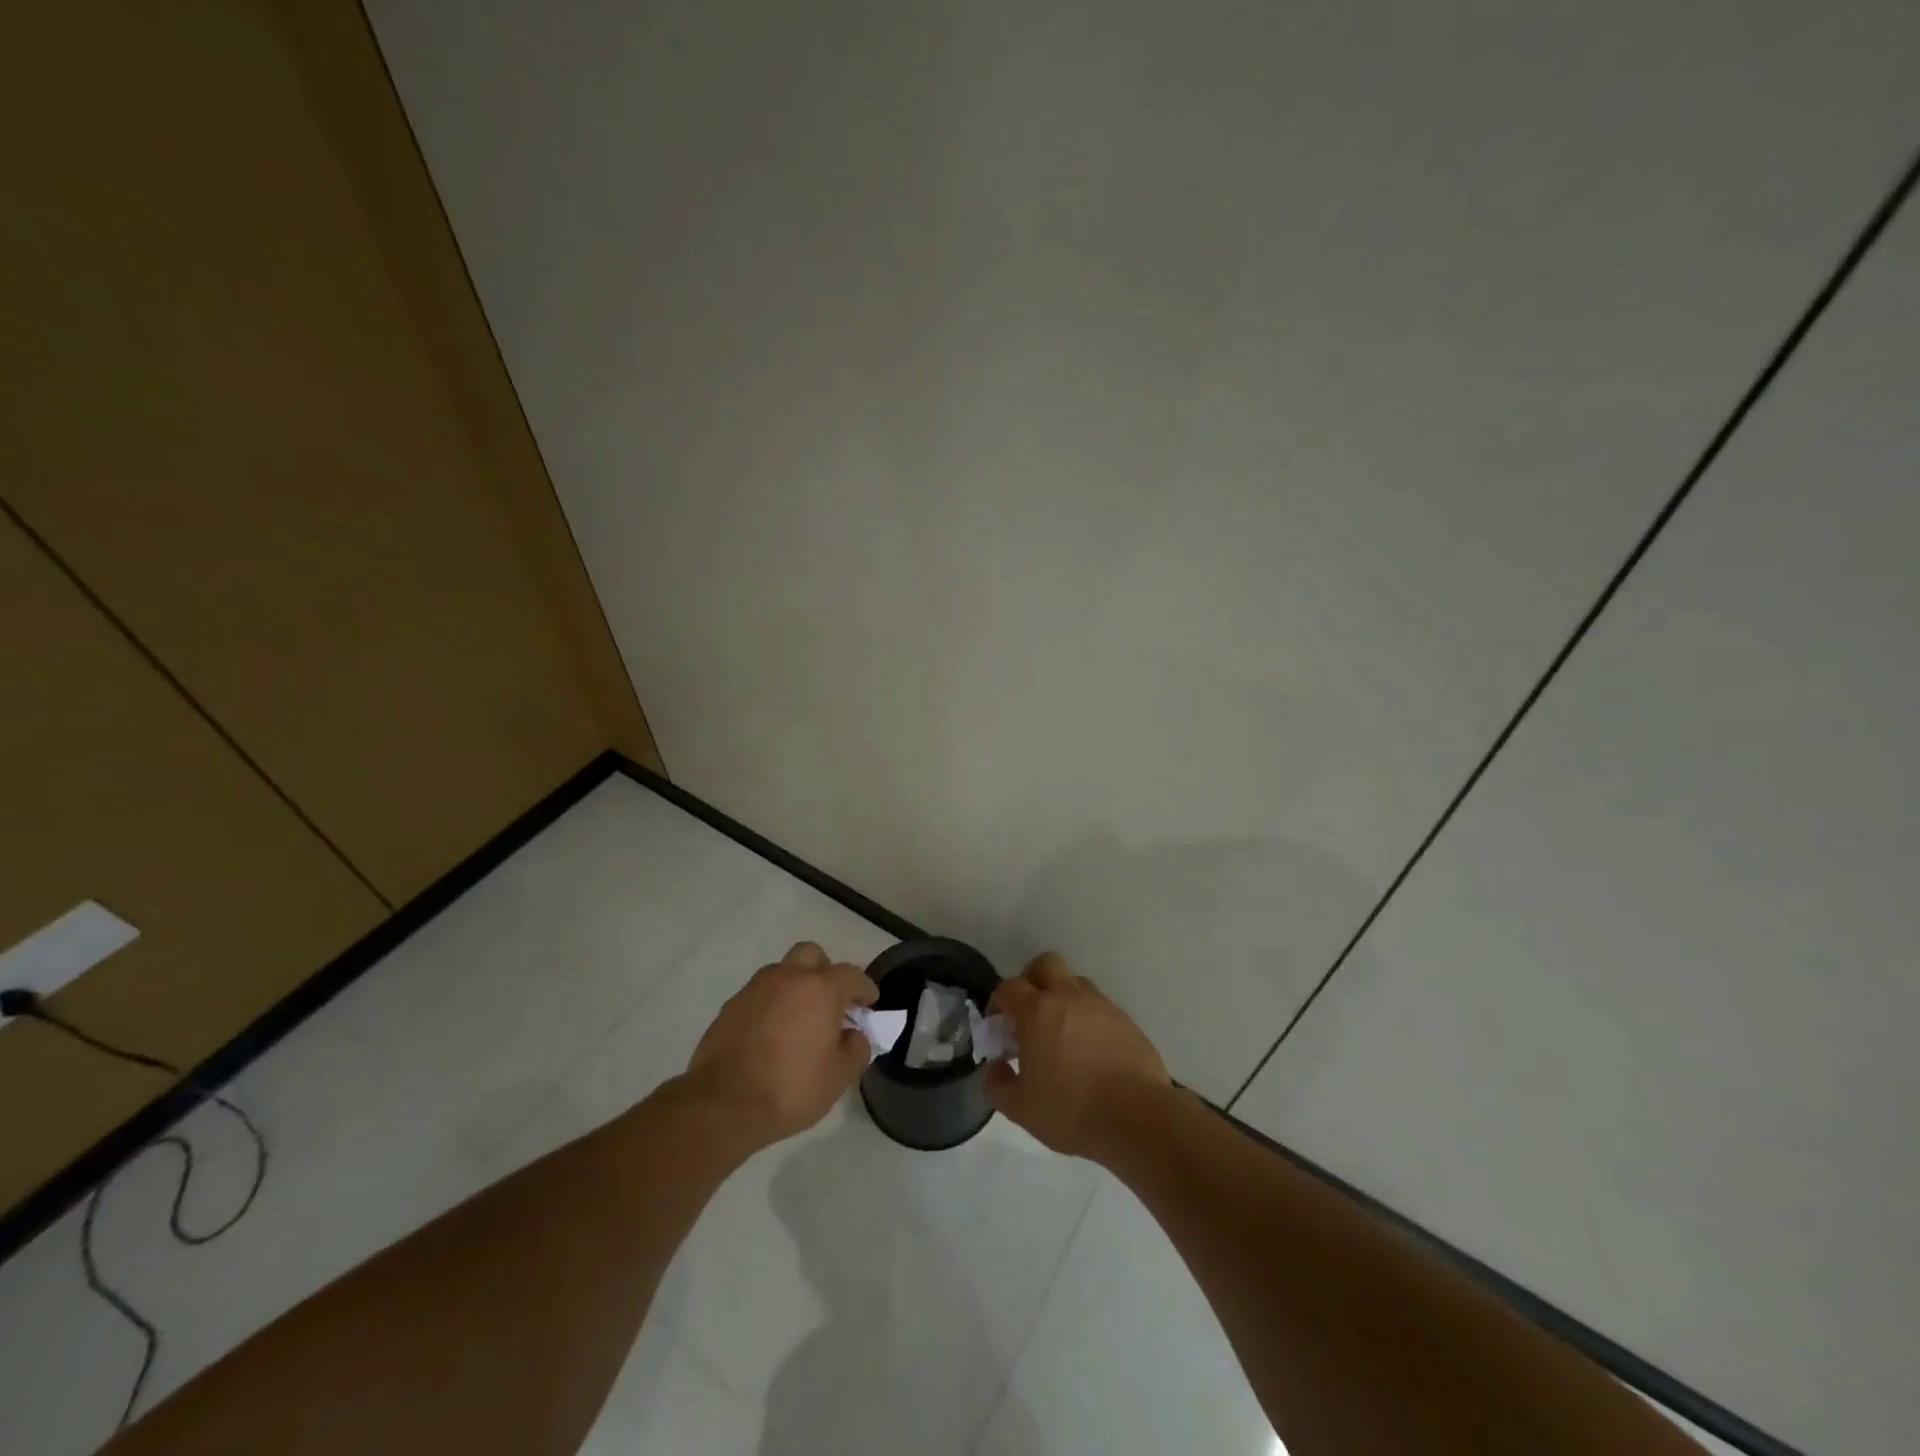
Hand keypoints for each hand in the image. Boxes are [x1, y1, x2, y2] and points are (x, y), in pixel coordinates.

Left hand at [681, 942, 877, 1150]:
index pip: (852, 975)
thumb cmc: (791, 1088)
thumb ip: (856, 1049)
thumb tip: (853, 1035)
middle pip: (812, 955)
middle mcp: (789, 978)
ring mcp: (755, 988)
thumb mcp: (839, 1077)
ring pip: (782, 971)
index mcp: (821, 989)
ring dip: (795, 985)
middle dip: (825, 972)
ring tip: (798, 1017)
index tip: (869, 1003)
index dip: (864, 988)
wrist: (723, 1104)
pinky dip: (771, 1004)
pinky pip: (759, 994)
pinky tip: (770, 1033)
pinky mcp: (731, 1006)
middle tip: (830, 1001)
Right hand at [984, 952, 1170, 1163]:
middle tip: (1030, 1014)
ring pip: (1075, 982)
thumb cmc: (1072, 1111)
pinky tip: (1090, 1050)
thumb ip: (997, 1084)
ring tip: (1062, 1033)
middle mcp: (1068, 997)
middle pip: (1045, 964)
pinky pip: (1099, 1006)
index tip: (1000, 1026)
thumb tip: (995, 1066)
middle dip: (1032, 981)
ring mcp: (1101, 1005)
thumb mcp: (1021, 1109)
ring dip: (1062, 997)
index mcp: (1037, 1011)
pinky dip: (1088, 1018)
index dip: (999, 1002)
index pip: (1009, 987)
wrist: (1137, 1118)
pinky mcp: (1125, 1019)